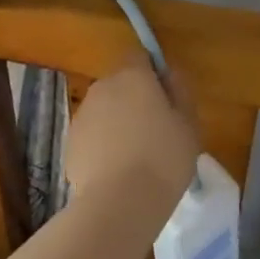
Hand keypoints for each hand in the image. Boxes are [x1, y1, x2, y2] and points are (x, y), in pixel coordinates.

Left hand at [64, 52, 199, 218]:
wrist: (119, 202)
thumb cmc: (164, 158)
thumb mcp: (189, 125)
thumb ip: (180, 92)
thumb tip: (170, 74)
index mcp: (132, 76)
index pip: (139, 56)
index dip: (152, 72)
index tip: (165, 97)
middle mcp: (102, 87)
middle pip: (120, 83)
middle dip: (134, 100)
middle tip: (155, 130)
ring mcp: (82, 114)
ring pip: (104, 110)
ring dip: (117, 122)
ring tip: (136, 156)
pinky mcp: (70, 142)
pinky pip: (92, 135)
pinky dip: (102, 145)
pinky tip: (117, 172)